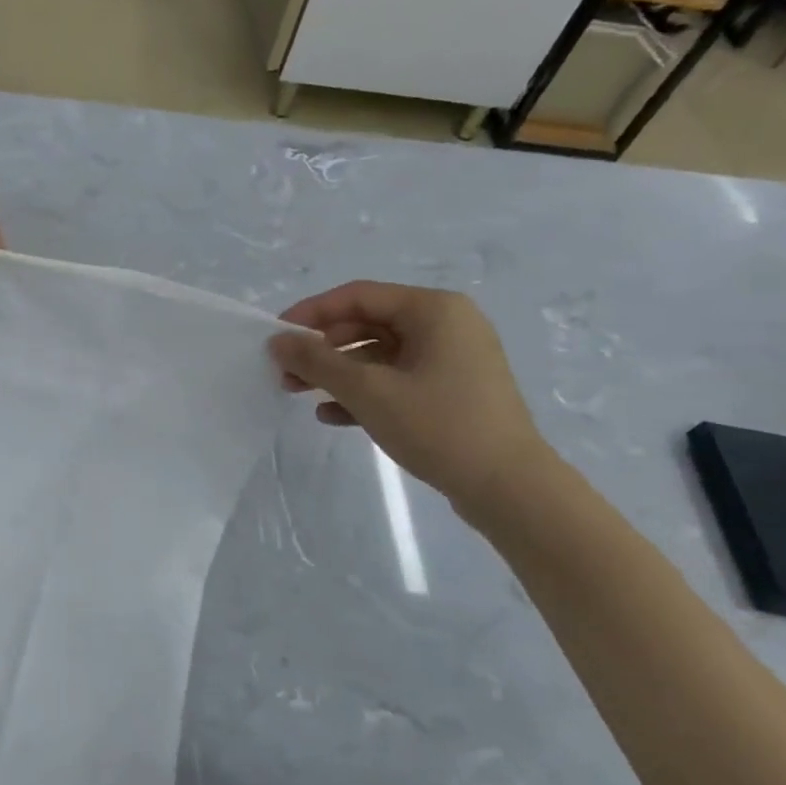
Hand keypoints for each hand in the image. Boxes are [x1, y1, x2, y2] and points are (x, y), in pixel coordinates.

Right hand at [269, 281, 554, 515]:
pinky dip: (365, 392)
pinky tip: (333, 416)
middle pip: (367, 324)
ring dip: (338, 373)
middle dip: (322, 349)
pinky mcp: (452, 390)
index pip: (358, 296)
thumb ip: (318, 361)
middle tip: (286, 372)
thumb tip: (278, 340)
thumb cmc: (439, 426)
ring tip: (300, 395)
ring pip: (379, 355)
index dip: (311, 313)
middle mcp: (446, 325)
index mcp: (434, 310)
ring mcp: (452, 359)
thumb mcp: (369, 391)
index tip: (277, 337)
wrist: (509, 488)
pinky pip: (397, 379)